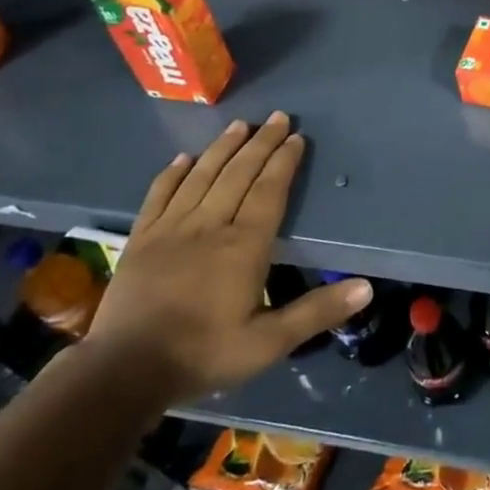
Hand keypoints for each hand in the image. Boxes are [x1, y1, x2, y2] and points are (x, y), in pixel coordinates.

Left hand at [83, 112, 371, 402]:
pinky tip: (184, 158)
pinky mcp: (141, 239)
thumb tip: (366, 287)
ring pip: (202, 177)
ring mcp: (171, 229)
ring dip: (223, 148)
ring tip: (240, 125)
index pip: (268, 191)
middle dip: (261, 143)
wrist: (123, 372)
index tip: (296, 137)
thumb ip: (316, 312)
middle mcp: (209, 226)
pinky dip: (174, 173)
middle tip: (277, 117)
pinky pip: (159, 195)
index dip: (283, 162)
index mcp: (243, 246)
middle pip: (238, 174)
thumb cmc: (203, 354)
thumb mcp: (268, 343)